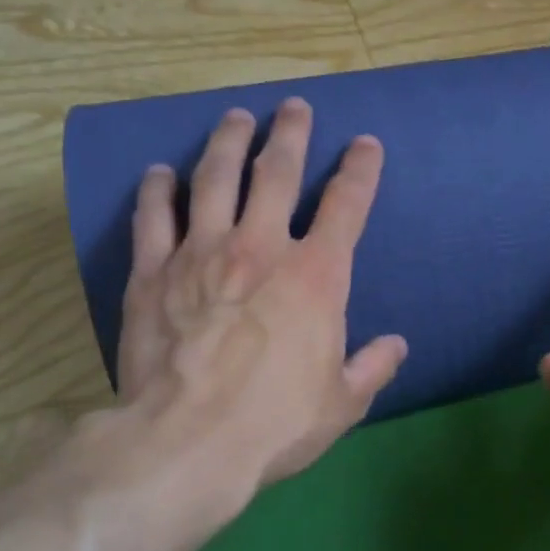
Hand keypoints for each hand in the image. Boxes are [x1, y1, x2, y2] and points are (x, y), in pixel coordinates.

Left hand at [81, 99, 405, 550]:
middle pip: (277, 173)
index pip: (347, 206)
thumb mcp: (343, 402)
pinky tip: (161, 172)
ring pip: (215, 178)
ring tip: (235, 117)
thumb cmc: (276, 422)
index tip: (366, 144)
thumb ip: (373, 367)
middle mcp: (262, 249)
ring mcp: (202, 254)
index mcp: (317, 277)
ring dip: (229, 142)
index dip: (361, 170)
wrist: (187, 442)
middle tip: (294, 107)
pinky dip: (158, 189)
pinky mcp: (153, 272)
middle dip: (291, 135)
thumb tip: (396, 346)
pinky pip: (155, 217)